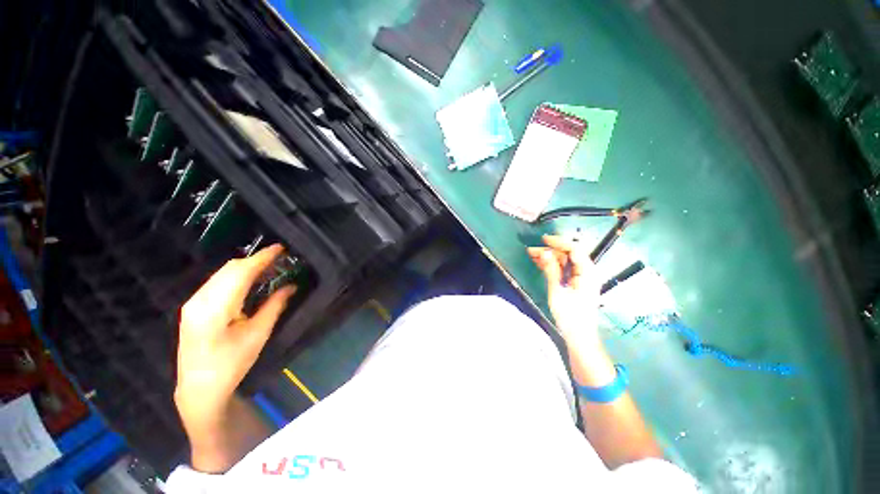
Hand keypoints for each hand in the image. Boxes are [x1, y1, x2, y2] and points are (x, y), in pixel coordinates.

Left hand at [175, 244, 295, 426]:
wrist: (199, 388)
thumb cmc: (231, 364)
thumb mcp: (258, 335)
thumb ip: (274, 306)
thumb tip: (291, 286)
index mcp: (215, 308)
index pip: (240, 272)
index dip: (262, 258)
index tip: (281, 248)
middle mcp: (199, 300)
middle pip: (229, 268)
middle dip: (255, 260)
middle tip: (279, 259)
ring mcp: (193, 302)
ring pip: (222, 273)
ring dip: (246, 267)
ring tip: (268, 267)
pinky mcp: (193, 306)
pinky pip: (217, 281)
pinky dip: (236, 275)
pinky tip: (249, 280)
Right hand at [527, 235, 599, 341]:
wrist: (579, 336)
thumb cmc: (570, 315)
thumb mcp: (557, 291)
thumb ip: (551, 270)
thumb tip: (543, 252)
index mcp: (587, 272)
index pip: (574, 249)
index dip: (558, 242)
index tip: (543, 240)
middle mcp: (586, 272)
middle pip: (568, 255)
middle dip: (549, 251)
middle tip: (530, 251)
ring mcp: (580, 278)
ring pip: (564, 261)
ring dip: (548, 257)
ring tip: (531, 255)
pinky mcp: (574, 283)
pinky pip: (563, 269)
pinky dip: (551, 265)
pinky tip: (539, 263)